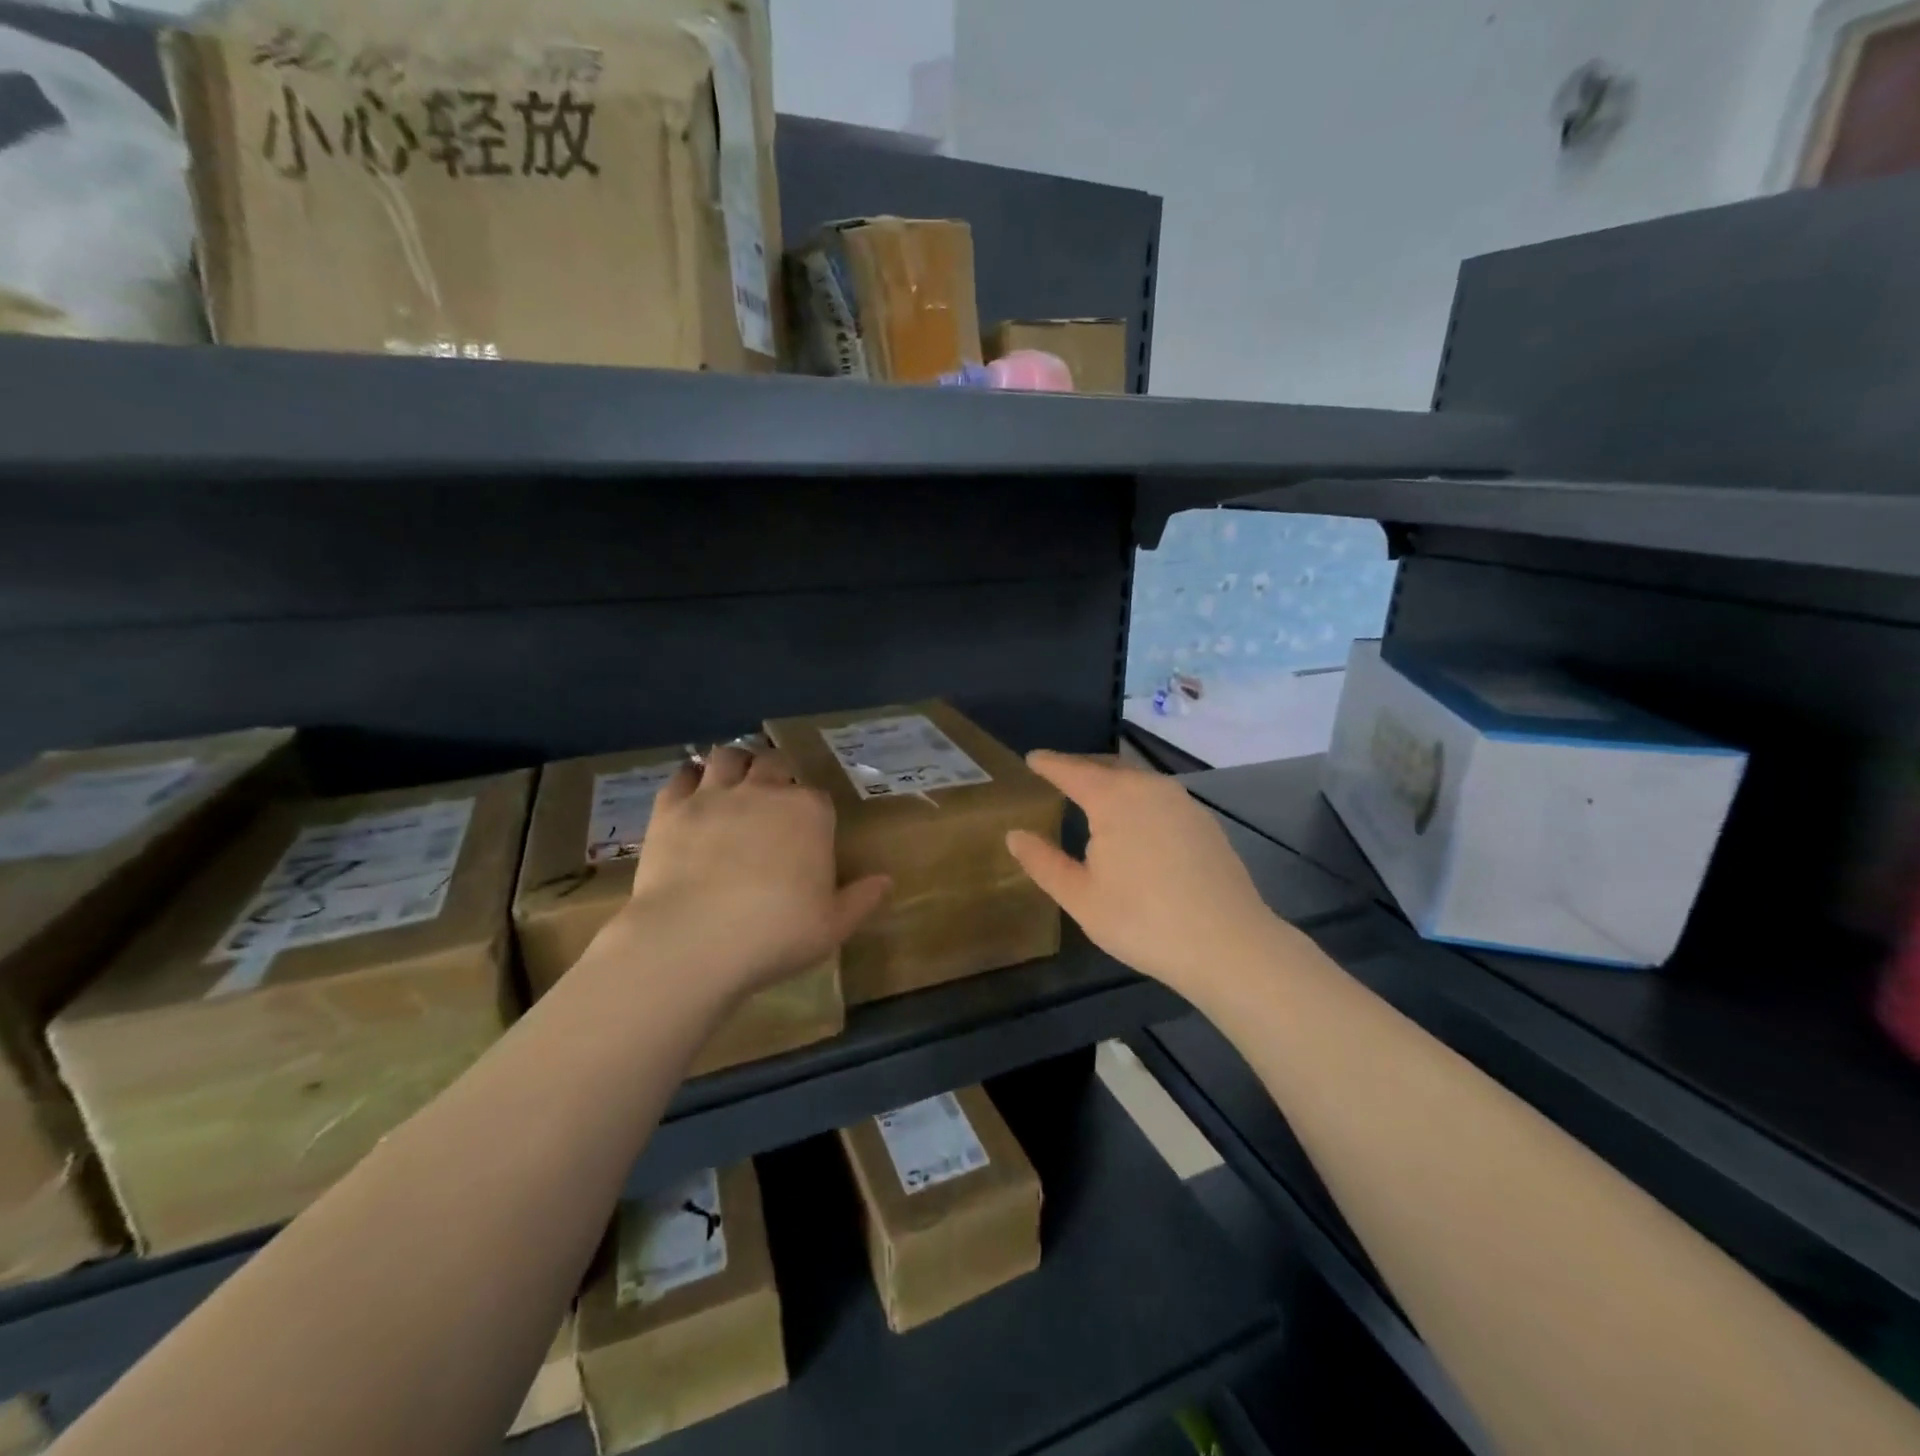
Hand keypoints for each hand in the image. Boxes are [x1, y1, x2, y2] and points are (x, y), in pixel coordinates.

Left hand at [610, 745, 889, 1005]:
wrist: (694, 938)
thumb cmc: (776, 932)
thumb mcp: (833, 925)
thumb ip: (861, 898)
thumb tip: (886, 881)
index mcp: (809, 812)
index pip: (817, 797)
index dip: (812, 811)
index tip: (807, 830)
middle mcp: (764, 791)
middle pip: (774, 763)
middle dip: (775, 773)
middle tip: (770, 797)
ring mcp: (714, 795)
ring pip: (727, 756)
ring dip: (734, 763)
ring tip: (732, 781)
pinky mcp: (671, 808)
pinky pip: (680, 777)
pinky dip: (688, 779)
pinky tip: (690, 793)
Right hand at [1006, 752, 1288, 998]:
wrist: (1229, 944)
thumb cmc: (1143, 920)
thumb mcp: (1081, 897)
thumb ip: (1043, 862)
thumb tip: (1015, 835)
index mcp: (1114, 798)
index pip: (1072, 770)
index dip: (1049, 764)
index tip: (1032, 759)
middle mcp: (1150, 787)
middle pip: (1107, 767)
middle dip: (1080, 768)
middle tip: (1058, 775)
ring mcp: (1183, 802)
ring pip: (1137, 780)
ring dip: (1111, 782)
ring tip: (1093, 797)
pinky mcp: (1205, 822)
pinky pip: (1160, 797)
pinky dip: (1137, 799)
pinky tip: (1136, 822)